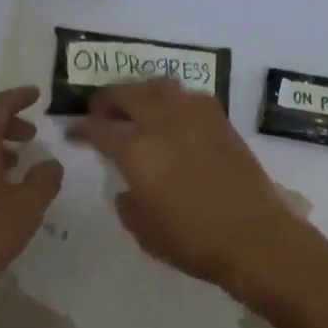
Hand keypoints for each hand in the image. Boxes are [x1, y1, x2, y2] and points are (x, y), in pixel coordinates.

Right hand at [67, 79, 312, 299]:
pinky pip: (192, 97)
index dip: (81, 128)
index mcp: (136, 151)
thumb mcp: (145, 232)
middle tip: (101, 113)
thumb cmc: (193, 241)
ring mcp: (195, 117)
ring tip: (138, 108)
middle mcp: (162, 123)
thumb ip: (128, 205)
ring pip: (160, 86)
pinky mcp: (222, 122)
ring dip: (142, 92)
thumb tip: (129, 190)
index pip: (98, 128)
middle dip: (107, 100)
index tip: (73, 132)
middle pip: (127, 93)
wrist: (254, 236)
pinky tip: (176, 117)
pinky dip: (175, 100)